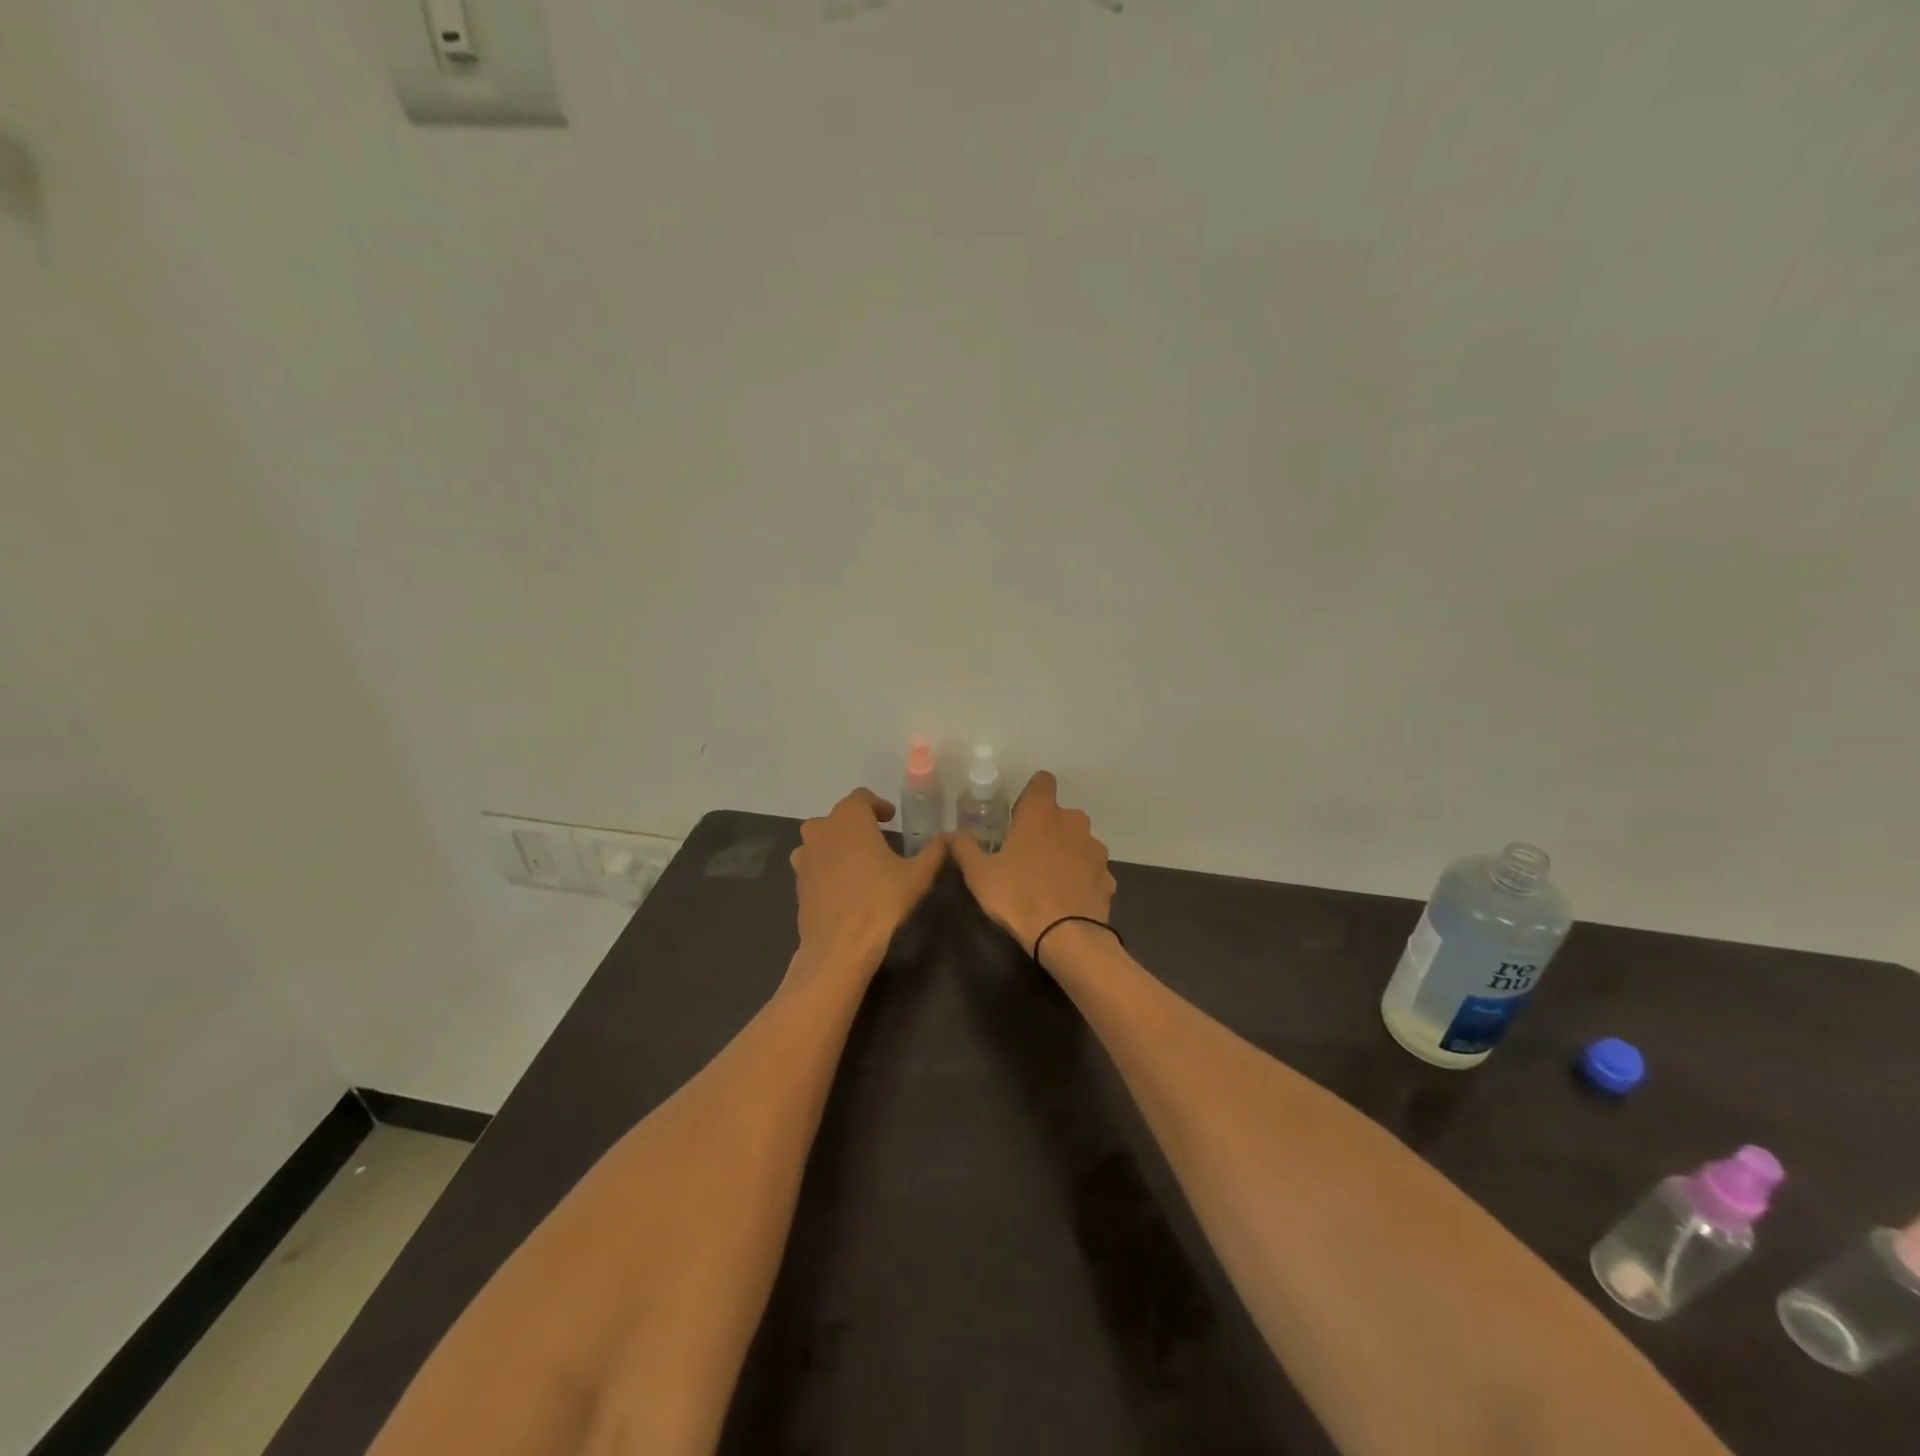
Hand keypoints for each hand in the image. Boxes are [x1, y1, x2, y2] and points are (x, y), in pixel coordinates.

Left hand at [790, 788, 946, 975]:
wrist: (839, 946)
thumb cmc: (881, 902)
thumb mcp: (918, 876)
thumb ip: (934, 851)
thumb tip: (949, 837)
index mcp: (849, 818)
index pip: (862, 797)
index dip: (878, 805)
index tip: (891, 819)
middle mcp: (821, 829)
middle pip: (840, 816)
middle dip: (859, 824)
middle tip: (879, 839)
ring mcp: (805, 855)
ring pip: (823, 838)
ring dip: (840, 843)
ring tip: (860, 861)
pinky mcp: (798, 880)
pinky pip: (814, 862)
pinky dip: (828, 864)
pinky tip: (845, 883)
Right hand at [950, 771, 1115, 954]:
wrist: (1067, 937)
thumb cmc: (1018, 896)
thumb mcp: (979, 874)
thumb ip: (964, 848)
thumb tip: (950, 834)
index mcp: (1041, 813)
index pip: (1042, 781)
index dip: (1030, 795)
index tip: (1018, 817)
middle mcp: (1073, 822)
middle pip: (1059, 815)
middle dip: (1046, 828)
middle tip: (1026, 855)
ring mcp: (1095, 849)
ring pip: (1078, 841)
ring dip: (1065, 852)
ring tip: (1047, 879)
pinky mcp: (1108, 876)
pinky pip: (1090, 869)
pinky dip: (1080, 877)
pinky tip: (1066, 898)